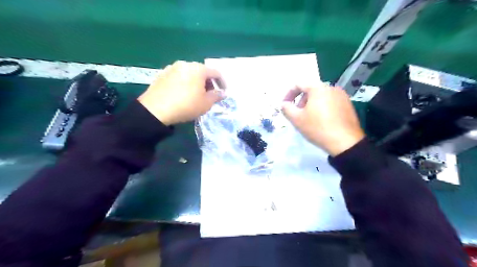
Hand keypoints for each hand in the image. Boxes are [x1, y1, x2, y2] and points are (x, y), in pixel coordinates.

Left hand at [137, 61, 224, 124]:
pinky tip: (183, 94)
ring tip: (196, 95)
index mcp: (198, 69)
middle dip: (209, 83)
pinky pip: (179, 76)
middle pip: (202, 71)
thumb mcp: (206, 103)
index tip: (223, 92)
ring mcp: (172, 68)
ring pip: (190, 73)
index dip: (222, 83)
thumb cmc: (186, 105)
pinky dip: (185, 83)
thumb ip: (217, 96)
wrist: (156, 110)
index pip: (216, 73)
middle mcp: (186, 64)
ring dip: (197, 82)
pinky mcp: (162, 74)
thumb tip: (223, 93)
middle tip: (210, 95)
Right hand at [282, 83, 366, 154]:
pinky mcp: (348, 105)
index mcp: (318, 88)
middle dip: (301, 100)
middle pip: (310, 90)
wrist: (345, 142)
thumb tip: (284, 104)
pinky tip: (322, 121)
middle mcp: (331, 87)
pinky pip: (330, 102)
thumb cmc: (317, 128)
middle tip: (297, 113)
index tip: (284, 105)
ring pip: (321, 96)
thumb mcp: (297, 119)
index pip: (298, 85)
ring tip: (309, 118)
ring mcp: (342, 95)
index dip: (288, 94)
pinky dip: (322, 107)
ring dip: (311, 104)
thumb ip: (286, 108)